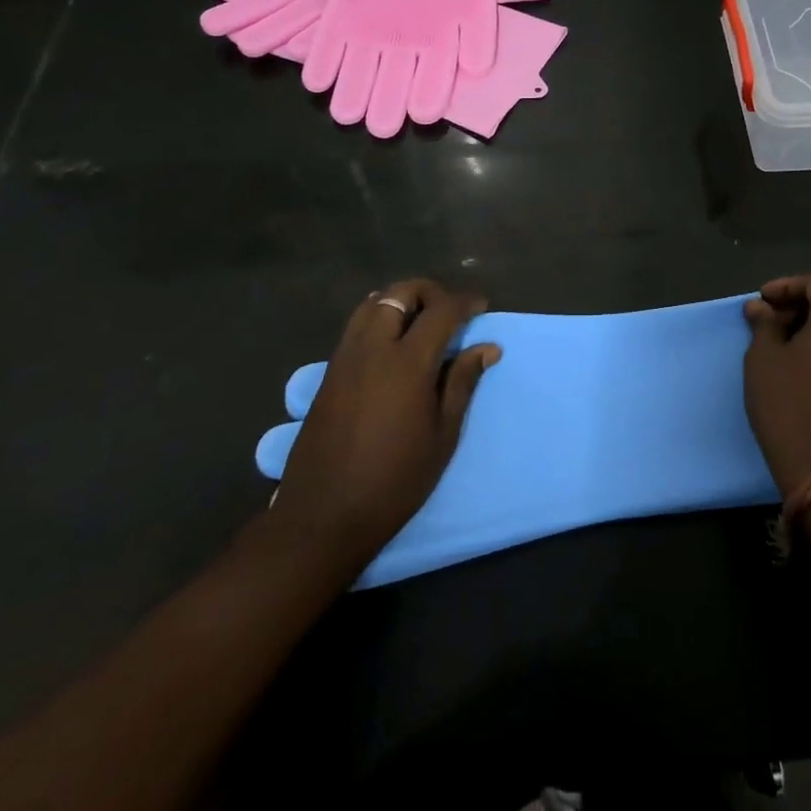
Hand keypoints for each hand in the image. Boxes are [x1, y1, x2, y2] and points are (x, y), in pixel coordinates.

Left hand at [272, 280, 499, 570]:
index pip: (442, 310)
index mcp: (407, 363)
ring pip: (373, 303)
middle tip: (450, 311)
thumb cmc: (394, 481)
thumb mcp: (442, 435)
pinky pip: (355, 326)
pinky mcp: (328, 373)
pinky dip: (378, 317)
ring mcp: (345, 358)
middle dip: (430, 292)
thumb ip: (462, 382)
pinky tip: (391, 342)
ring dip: (400, 301)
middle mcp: (373, 348)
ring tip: (420, 321)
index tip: (481, 307)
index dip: (465, 302)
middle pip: (401, 293)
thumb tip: (487, 346)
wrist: (323, 517)